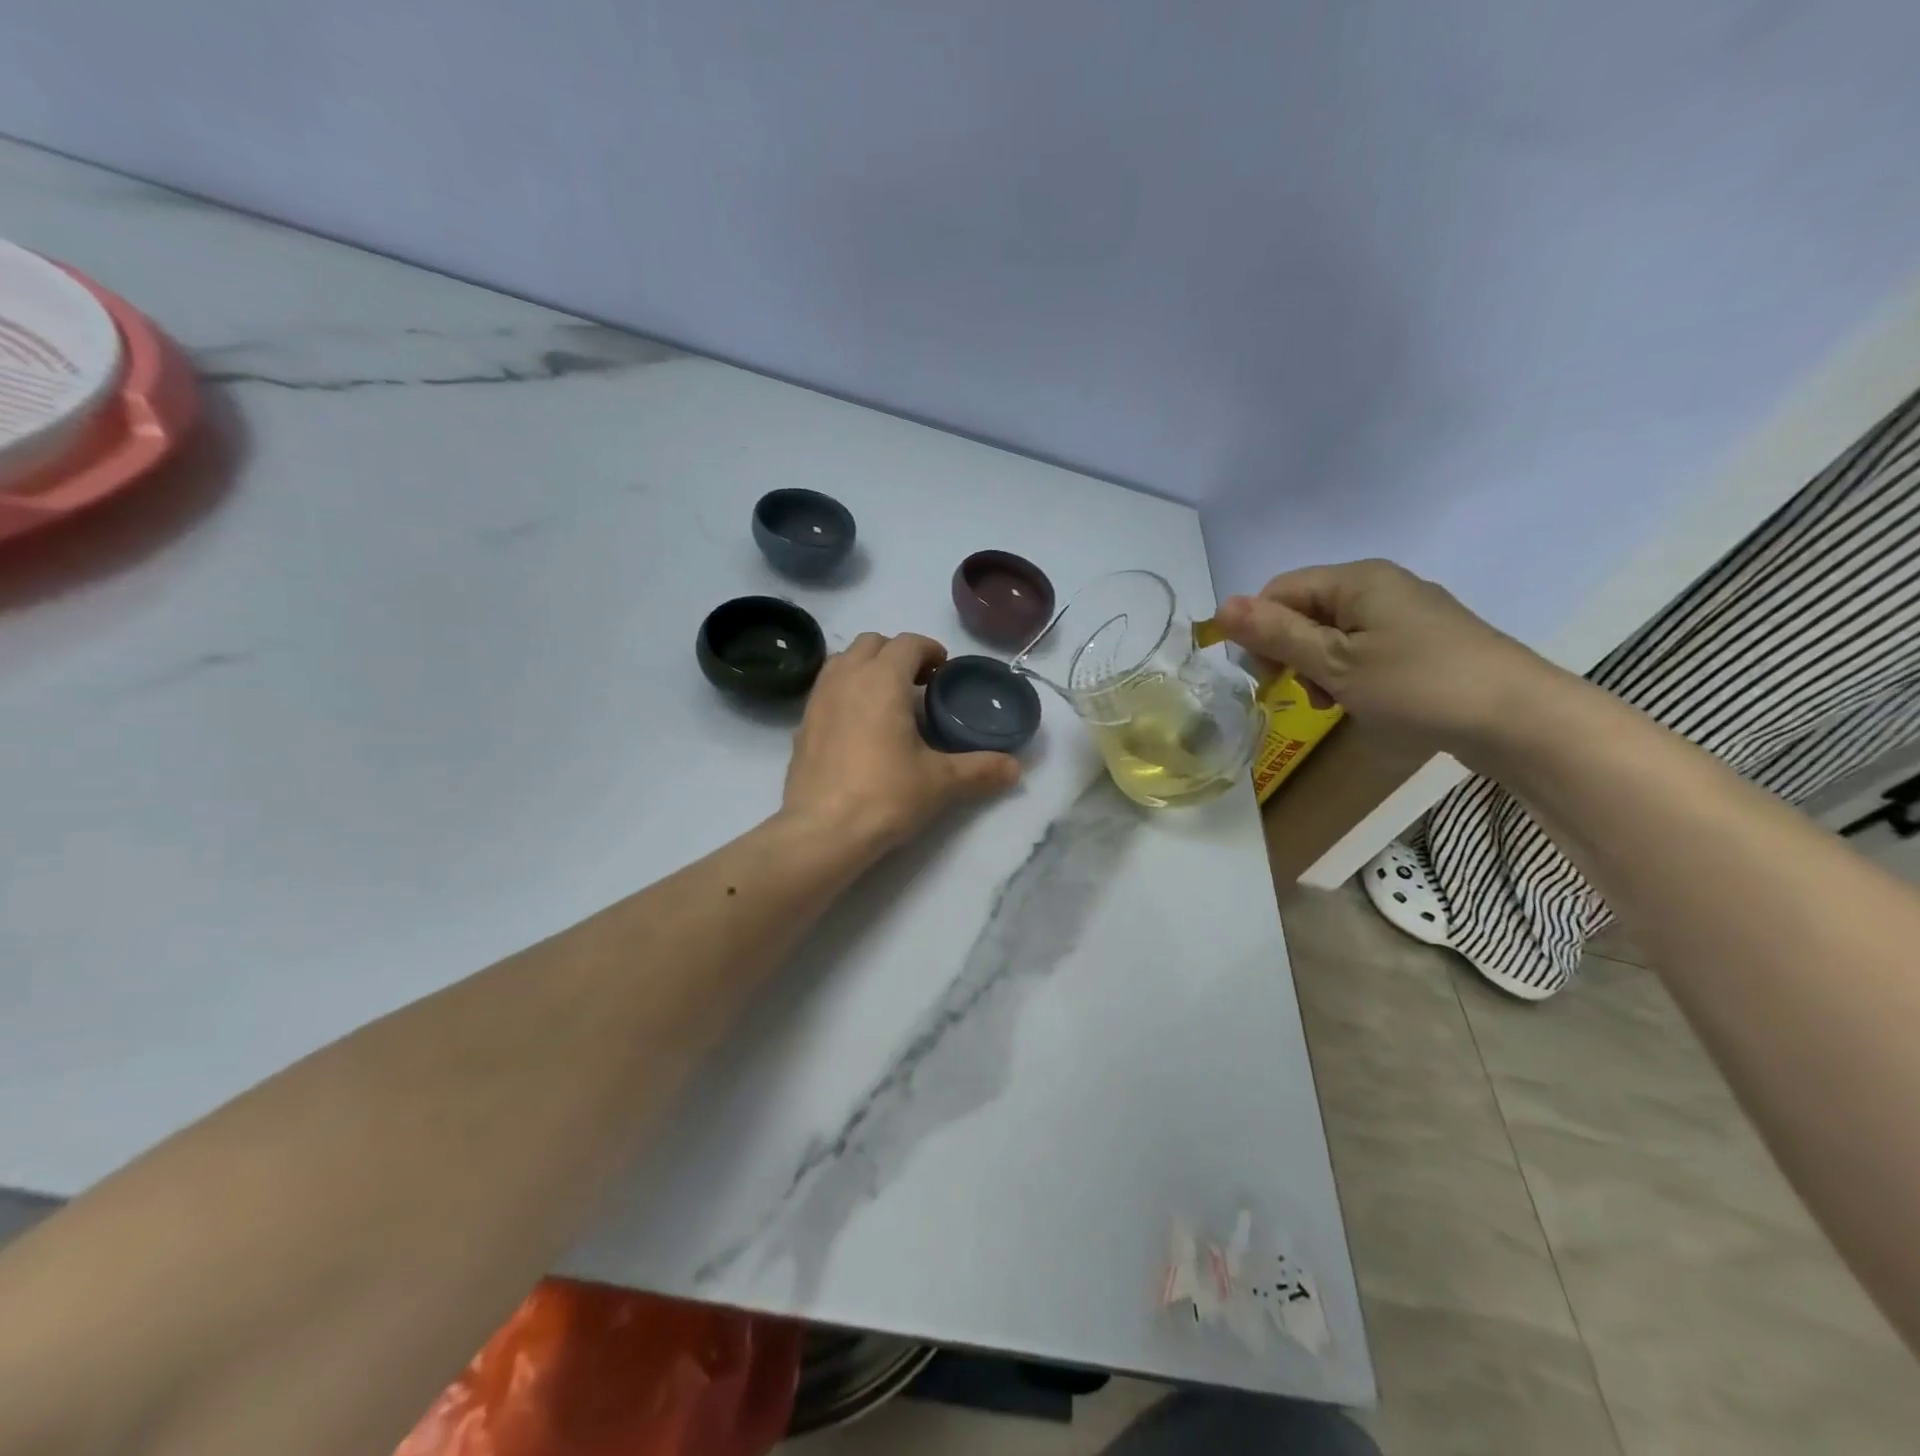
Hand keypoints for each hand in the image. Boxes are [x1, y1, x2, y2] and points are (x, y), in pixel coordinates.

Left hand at [782, 632, 1021, 851]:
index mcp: (882, 679)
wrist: (821, 832)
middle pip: (872, 643)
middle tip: (919, 683)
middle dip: (898, 653)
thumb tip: (1016, 769)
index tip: (944, 671)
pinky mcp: (803, 724)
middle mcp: (847, 678)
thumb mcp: (940, 782)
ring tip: (888, 699)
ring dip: (868, 667)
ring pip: (844, 661)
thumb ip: (980, 769)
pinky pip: (827, 689)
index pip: (908, 643)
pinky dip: (846, 691)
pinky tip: (860, 726)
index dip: (930, 650)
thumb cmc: (885, 795)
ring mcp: (818, 699)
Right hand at [1215, 559, 1563, 754]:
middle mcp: (1379, 585)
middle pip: (1305, 610)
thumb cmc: (1416, 685)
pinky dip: (1348, 672)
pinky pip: (1364, 647)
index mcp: (1356, 579)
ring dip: (1317, 667)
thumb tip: (1222, 606)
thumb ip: (1276, 635)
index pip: (1279, 591)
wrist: (1517, 719)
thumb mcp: (1334, 663)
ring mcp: (1405, 613)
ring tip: (1332, 702)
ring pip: (1332, 632)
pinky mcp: (1423, 641)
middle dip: (1290, 651)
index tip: (1267, 676)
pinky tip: (1358, 700)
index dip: (1260, 630)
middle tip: (1301, 692)